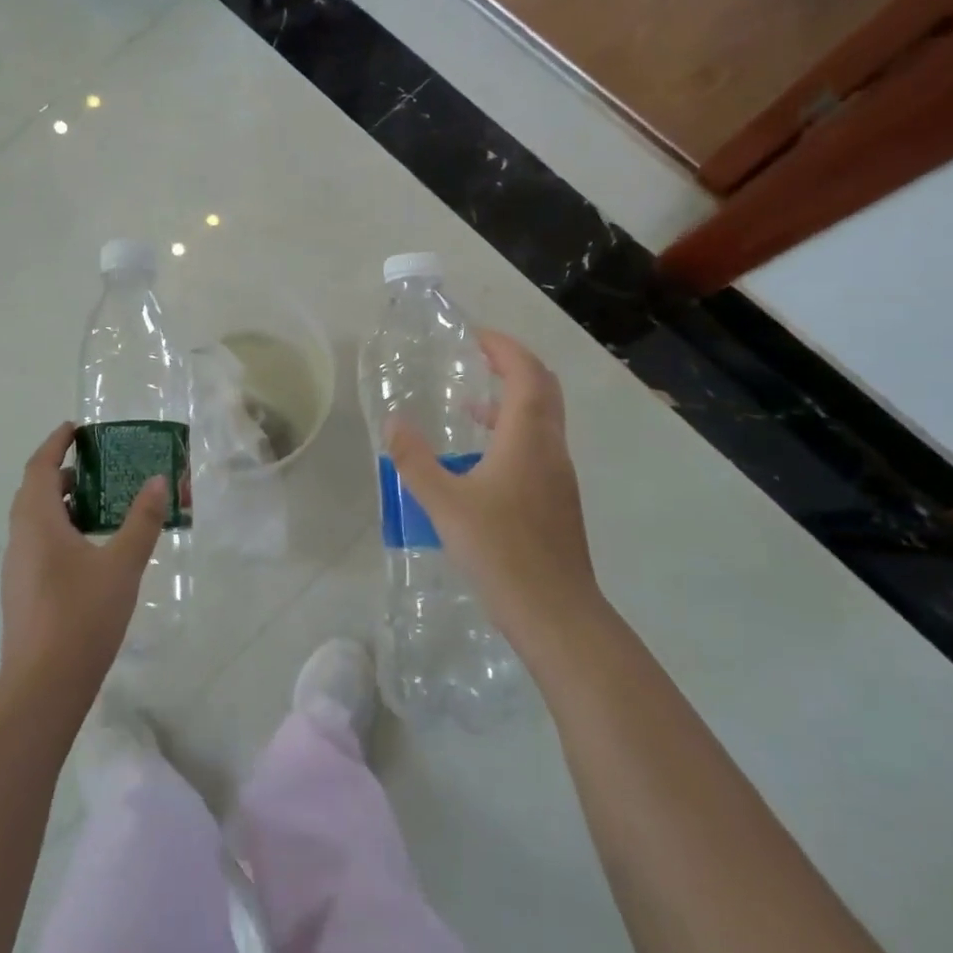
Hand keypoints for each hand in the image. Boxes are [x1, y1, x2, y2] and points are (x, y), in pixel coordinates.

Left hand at [0, 422, 166, 695]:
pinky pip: (39, 544)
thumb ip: (142, 520)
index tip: (75, 429)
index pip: (39, 467)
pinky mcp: (23, 592)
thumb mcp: (122, 564)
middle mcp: (21, 539)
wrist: (43, 688)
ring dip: (62, 504)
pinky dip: (60, 530)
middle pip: (34, 492)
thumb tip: (159, 480)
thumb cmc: (82, 616)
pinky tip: (90, 550)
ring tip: (99, 504)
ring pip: (36, 521)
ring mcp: (18, 568)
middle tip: (96, 466)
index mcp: (38, 522)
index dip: (55, 443)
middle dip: (61, 472)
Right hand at [386, 330, 595, 644]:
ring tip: (471, 405)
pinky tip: (481, 461)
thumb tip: (393, 421)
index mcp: (527, 438)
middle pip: (543, 388)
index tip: (475, 336)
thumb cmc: (500, 551)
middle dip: (513, 365)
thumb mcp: (444, 503)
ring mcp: (559, 476)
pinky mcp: (558, 500)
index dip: (504, 348)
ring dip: (513, 400)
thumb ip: (414, 460)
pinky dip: (514, 432)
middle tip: (478, 357)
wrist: (557, 615)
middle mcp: (550, 448)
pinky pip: (539, 446)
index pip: (526, 373)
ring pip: (543, 419)